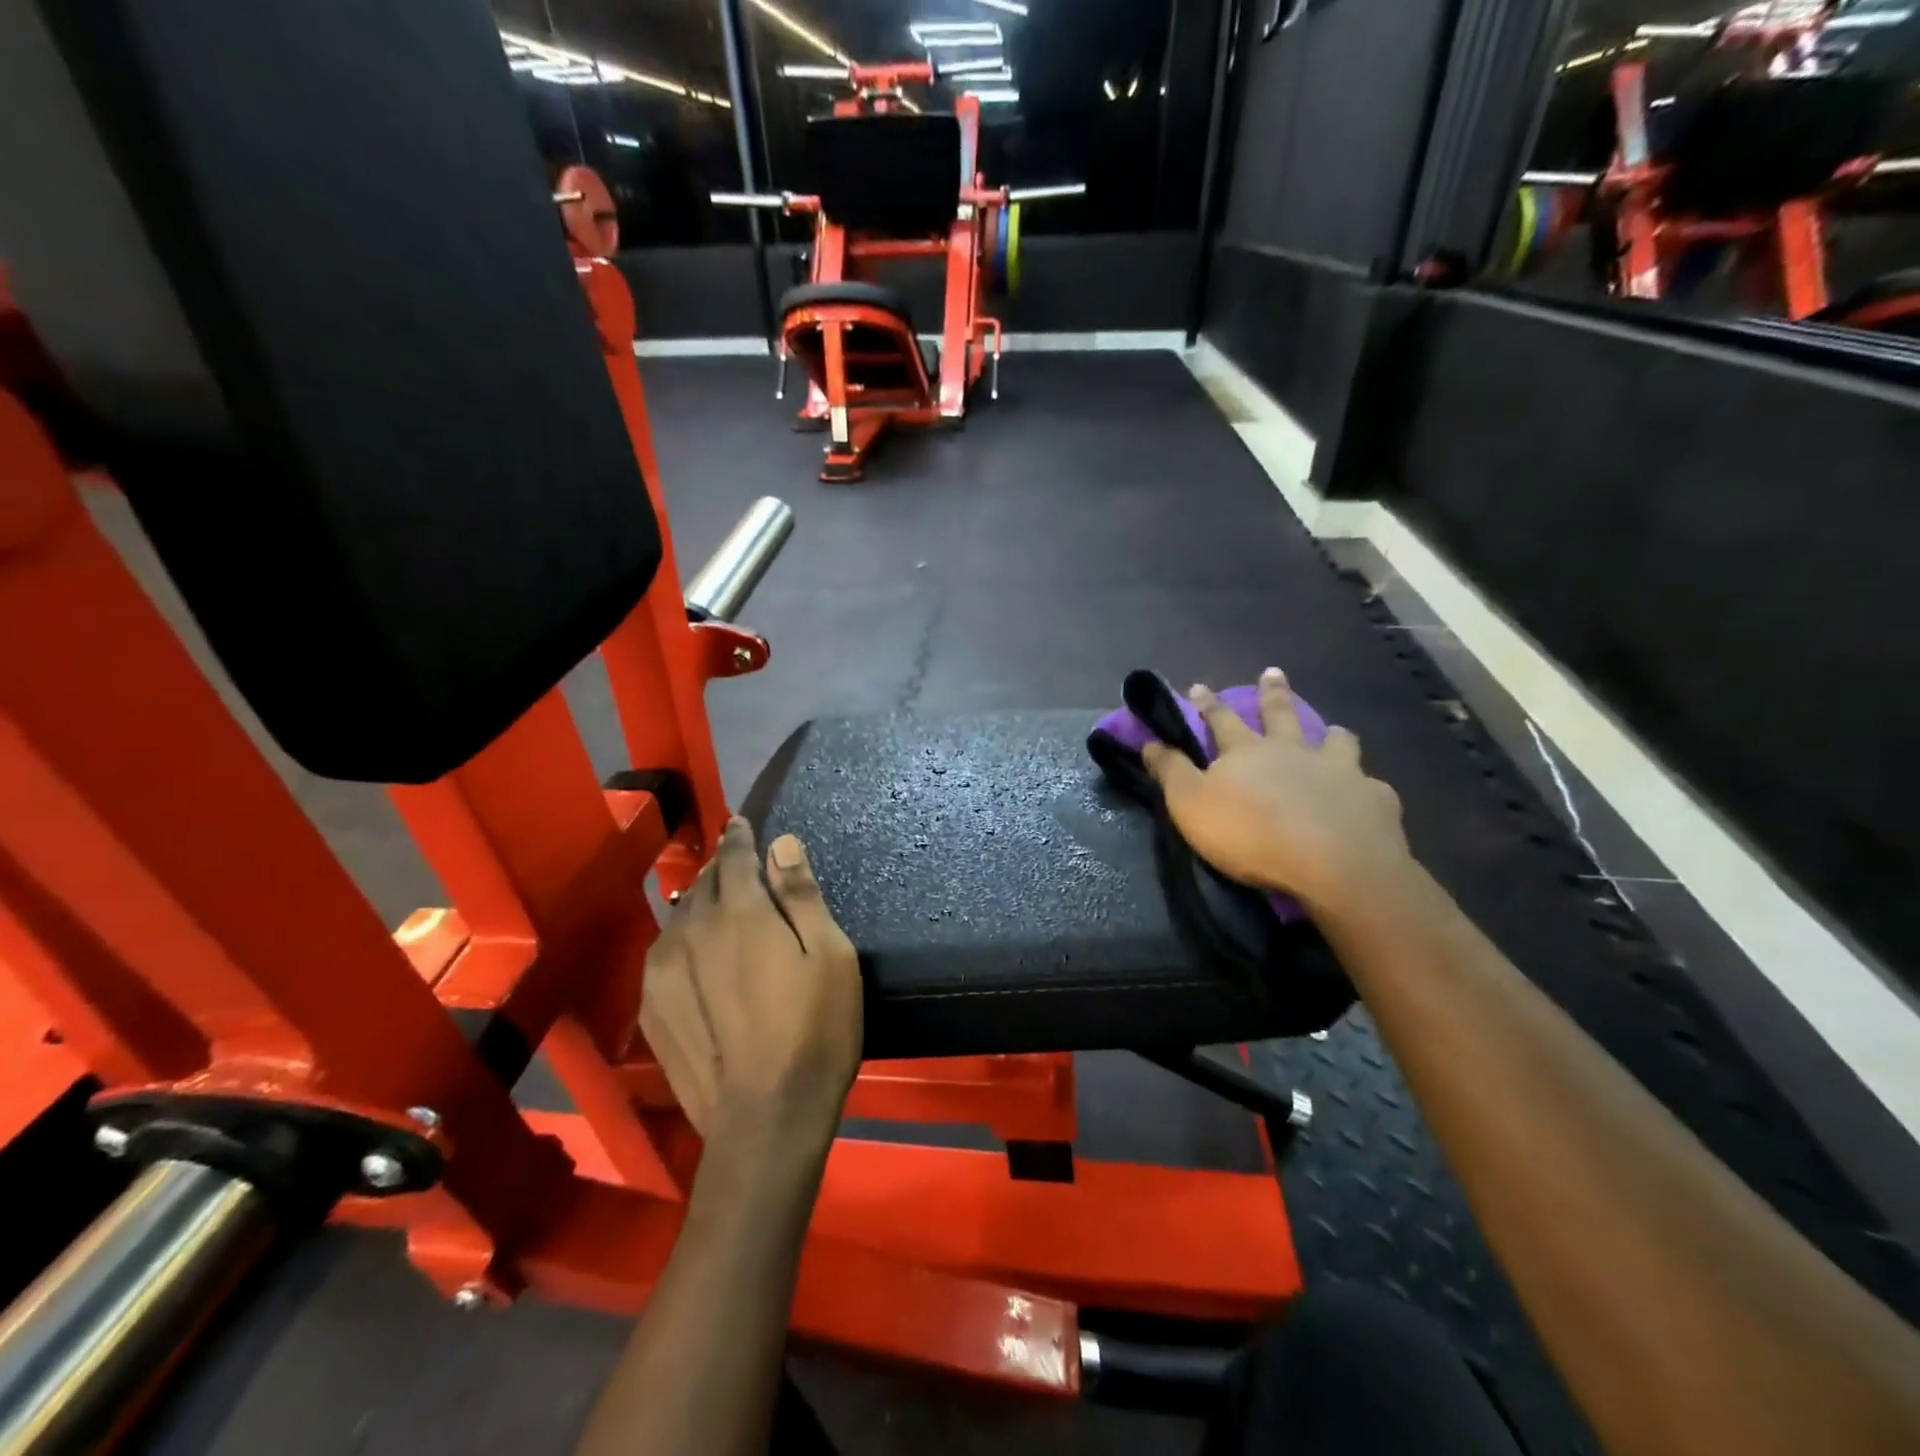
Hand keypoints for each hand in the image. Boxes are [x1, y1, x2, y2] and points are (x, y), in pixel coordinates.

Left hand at [639, 819, 861, 1162]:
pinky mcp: (652, 1008)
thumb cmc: (815, 1030)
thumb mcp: (830, 956)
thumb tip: (782, 844)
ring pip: (679, 918)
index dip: (739, 836)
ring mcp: (664, 971)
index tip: (741, 823)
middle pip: (702, 884)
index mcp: (740, 913)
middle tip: (737, 866)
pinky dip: (681, 941)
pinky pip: (664, 954)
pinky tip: (695, 955)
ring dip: (699, 904)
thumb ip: (802, 896)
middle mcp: (693, 931)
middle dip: (720, 869)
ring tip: (717, 907)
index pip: (733, 856)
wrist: (766, 1119)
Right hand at [1144, 669, 1411, 917]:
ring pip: (1335, 742)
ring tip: (1333, 732)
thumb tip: (1149, 742)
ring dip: (1330, 735)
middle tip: (1273, 672)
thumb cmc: (1250, 833)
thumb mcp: (1190, 804)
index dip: (1207, 704)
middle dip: (1272, 692)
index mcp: (1246, 751)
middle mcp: (1293, 750)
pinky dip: (1363, 786)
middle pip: (1280, 714)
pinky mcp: (1373, 798)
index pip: (1220, 719)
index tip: (1199, 686)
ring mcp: (1339, 770)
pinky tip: (1365, 794)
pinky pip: (1369, 784)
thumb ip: (1171, 772)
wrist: (1331, 862)